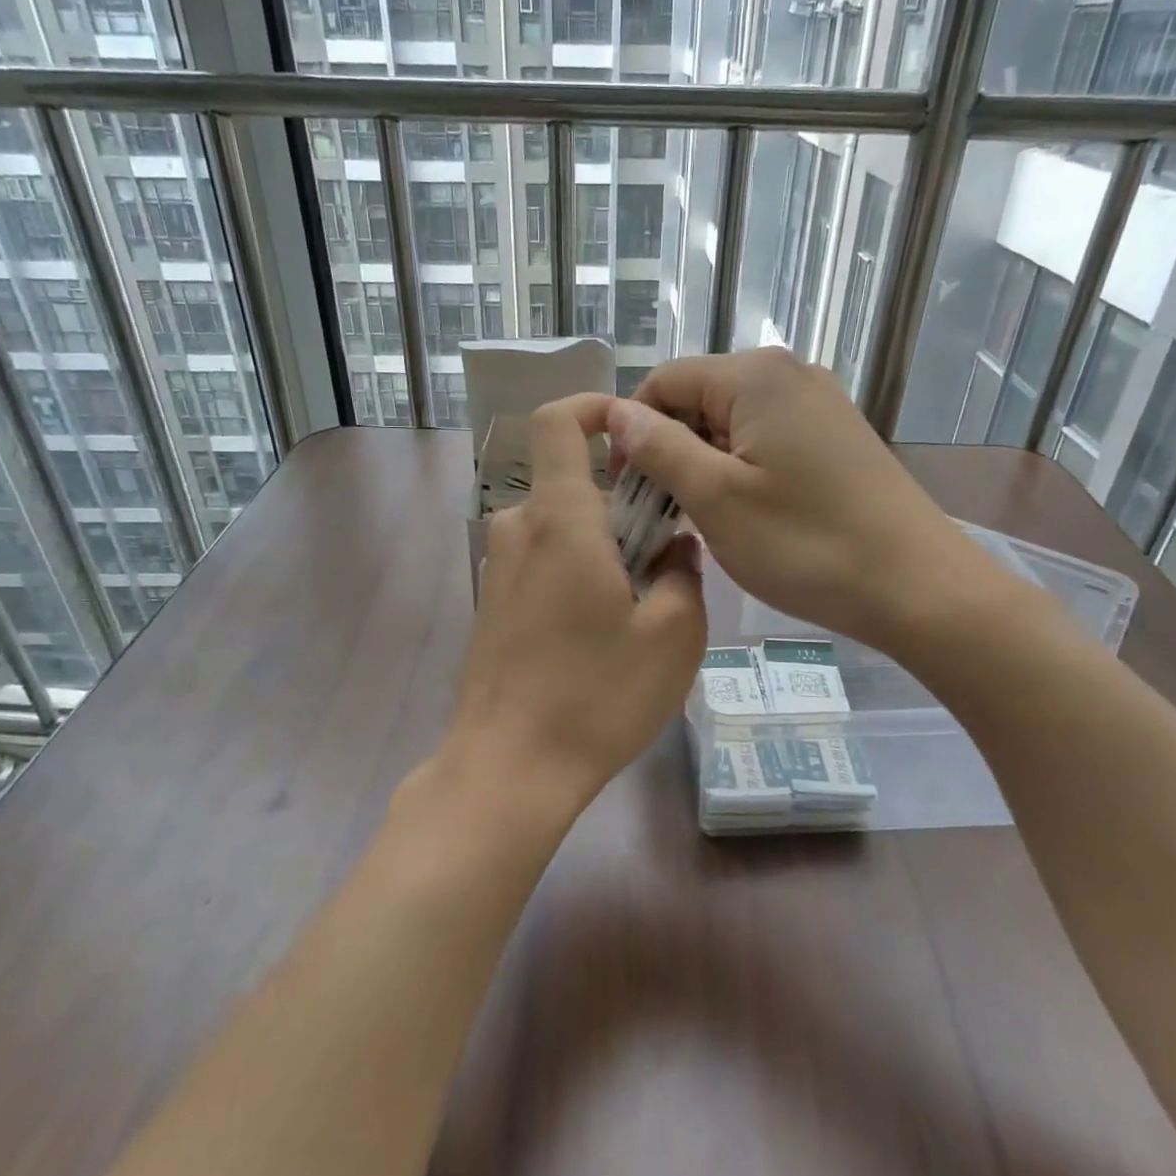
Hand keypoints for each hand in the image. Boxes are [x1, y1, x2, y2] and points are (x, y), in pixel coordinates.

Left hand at [441, 395, 706, 822]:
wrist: (508, 769)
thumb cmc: (596, 697)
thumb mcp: (673, 636)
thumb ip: (683, 575)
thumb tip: (674, 549)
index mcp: (560, 520)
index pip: (558, 423)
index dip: (593, 407)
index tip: (634, 430)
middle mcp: (518, 530)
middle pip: (570, 482)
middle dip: (622, 501)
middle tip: (665, 555)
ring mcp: (498, 569)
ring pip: (558, 526)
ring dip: (601, 542)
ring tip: (639, 602)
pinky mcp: (492, 604)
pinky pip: (540, 561)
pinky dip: (575, 570)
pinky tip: (599, 630)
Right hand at [615, 348, 1018, 659]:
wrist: (917, 587)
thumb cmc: (806, 544)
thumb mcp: (716, 498)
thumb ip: (658, 448)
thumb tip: (616, 413)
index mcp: (755, 375)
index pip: (663, 381)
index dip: (632, 430)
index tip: (625, 489)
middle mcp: (788, 374)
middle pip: (698, 399)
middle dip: (669, 449)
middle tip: (662, 513)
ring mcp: (818, 404)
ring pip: (731, 423)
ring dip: (703, 465)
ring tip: (702, 520)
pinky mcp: (835, 436)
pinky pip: (766, 439)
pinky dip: (740, 470)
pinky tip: (744, 513)